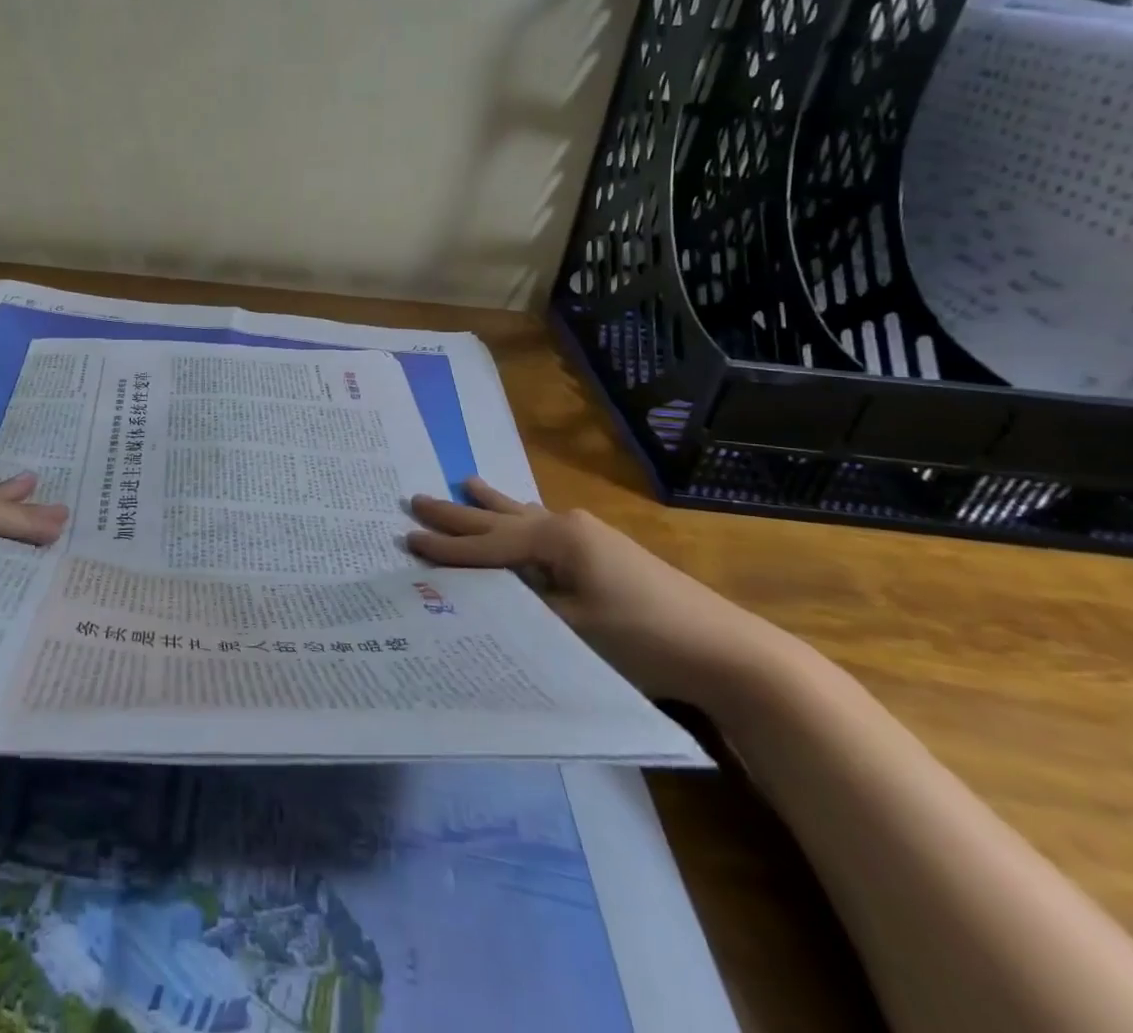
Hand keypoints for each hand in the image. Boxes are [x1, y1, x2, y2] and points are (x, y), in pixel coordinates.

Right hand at [407, 479, 791, 705]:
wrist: (726, 650)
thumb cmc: (643, 637)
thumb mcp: (571, 626)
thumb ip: (521, 604)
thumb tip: (479, 595)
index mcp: (556, 539)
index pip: (487, 544)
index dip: (447, 546)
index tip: (407, 538)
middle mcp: (567, 526)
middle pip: (499, 519)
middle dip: (458, 513)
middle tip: (418, 498)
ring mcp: (588, 536)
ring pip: (523, 516)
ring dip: (491, 506)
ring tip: (465, 482)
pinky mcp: (603, 552)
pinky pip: (543, 526)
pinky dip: (519, 520)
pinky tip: (521, 513)